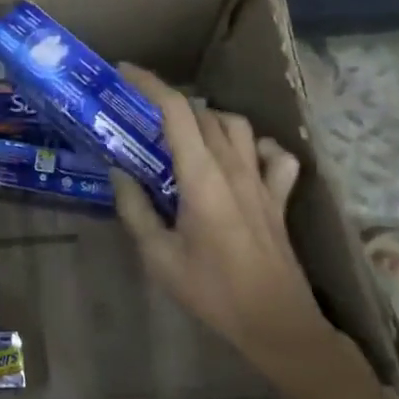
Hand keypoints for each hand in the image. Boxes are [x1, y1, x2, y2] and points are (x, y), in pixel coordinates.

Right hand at [112, 63, 341, 391]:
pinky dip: (256, 146)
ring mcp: (262, 181)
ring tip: (185, 131)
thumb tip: (119, 171)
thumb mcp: (158, 257)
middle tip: (142, 109)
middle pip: (203, 112)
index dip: (150, 84)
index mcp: (201, 177)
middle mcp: (234, 168)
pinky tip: (241, 157)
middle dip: (170, 100)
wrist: (278, 326)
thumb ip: (135, 209)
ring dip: (208, 117)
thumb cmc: (212, 292)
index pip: (176, 111)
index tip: (125, 72)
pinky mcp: (279, 197)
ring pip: (237, 125)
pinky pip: (275, 155)